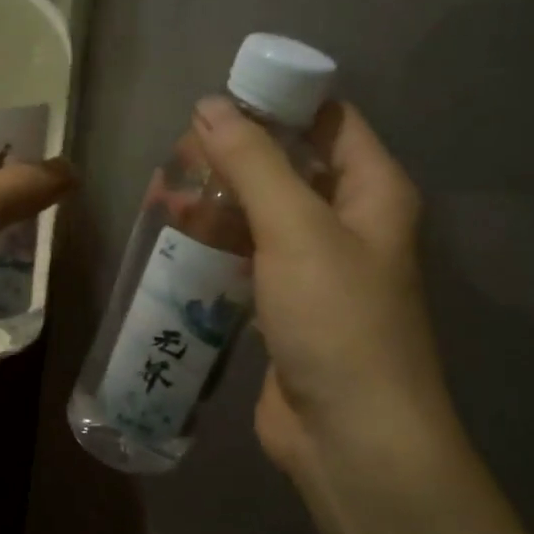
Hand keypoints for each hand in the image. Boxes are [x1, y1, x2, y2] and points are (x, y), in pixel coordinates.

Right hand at [192, 95, 454, 485]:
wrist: (349, 434)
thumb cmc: (336, 320)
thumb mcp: (296, 229)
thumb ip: (253, 164)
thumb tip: (210, 106)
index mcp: (372, 194)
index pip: (329, 123)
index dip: (279, 103)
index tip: (218, 99)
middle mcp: (349, 226)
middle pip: (288, 172)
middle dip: (233, 160)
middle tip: (174, 157)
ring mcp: (316, 273)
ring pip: (261, 221)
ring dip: (217, 208)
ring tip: (161, 199)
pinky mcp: (285, 311)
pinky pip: (248, 265)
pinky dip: (216, 252)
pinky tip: (174, 247)